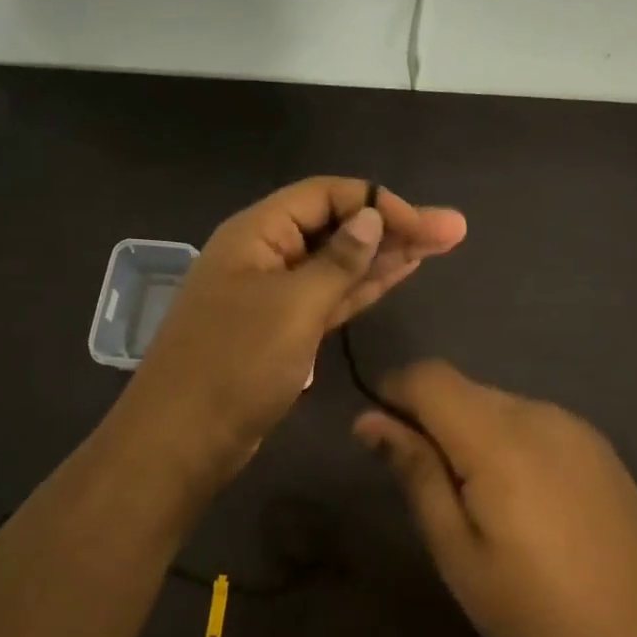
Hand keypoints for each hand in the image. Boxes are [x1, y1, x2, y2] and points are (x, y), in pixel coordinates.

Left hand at [114, 177, 465, 485]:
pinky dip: (363, 285)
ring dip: (385, 255)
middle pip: (336, 226)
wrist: (183, 440)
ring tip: (440, 245)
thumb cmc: (234, 365)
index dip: (376, 202)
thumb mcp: (292, 307)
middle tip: (453, 230)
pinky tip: (399, 272)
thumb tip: (369, 218)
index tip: (424, 224)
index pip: (325, 195)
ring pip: (337, 263)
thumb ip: (337, 261)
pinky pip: (330, 295)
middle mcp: (266, 254)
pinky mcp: (283, 328)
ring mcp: (274, 293)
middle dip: (392, 226)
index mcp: (257, 233)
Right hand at [354, 361, 636, 636]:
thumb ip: (416, 474)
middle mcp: (538, 414)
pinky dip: (505, 438)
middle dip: (429, 416)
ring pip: (496, 401)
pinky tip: (519, 495)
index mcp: (499, 439)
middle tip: (425, 481)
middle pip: (462, 387)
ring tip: (474, 496)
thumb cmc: (536, 614)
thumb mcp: (458, 554)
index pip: (429, 376)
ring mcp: (575, 426)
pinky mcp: (597, 444)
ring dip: (468, 429)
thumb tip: (369, 420)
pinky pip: (532, 419)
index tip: (378, 432)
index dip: (394, 390)